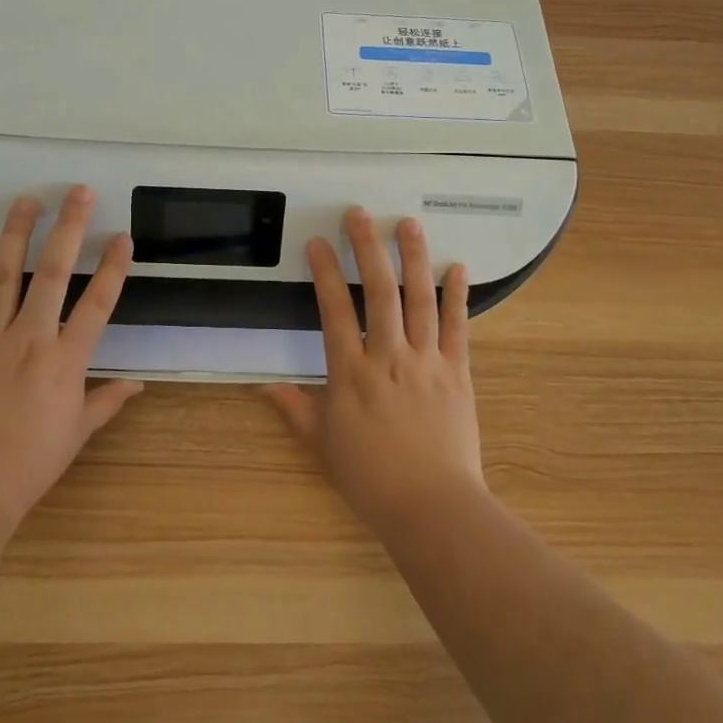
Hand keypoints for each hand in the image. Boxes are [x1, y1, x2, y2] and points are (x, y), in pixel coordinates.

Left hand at [0, 186, 141, 536]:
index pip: (97, 303)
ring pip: (4, 273)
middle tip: (77, 192)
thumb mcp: (76, 433)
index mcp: (65, 361)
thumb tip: (137, 384)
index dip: (113, 267)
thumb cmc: (29, 463)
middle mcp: (30, 339)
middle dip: (68, 227)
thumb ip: (107, 401)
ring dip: (16, 233)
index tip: (122, 236)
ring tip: (26, 201)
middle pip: (53, 272)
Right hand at [265, 208, 485, 535]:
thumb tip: (263, 385)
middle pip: (378, 291)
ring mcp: (427, 362)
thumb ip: (295, 408)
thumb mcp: (322, 445)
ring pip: (419, 299)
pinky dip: (457, 295)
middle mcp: (388, 357)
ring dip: (414, 258)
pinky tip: (457, 268)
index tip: (318, 243)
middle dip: (368, 248)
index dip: (324, 273)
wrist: (433, 508)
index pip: (334, 310)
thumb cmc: (371, 479)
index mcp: (350, 373)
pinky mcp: (458, 373)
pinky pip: (458, 327)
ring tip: (408, 224)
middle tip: (361, 215)